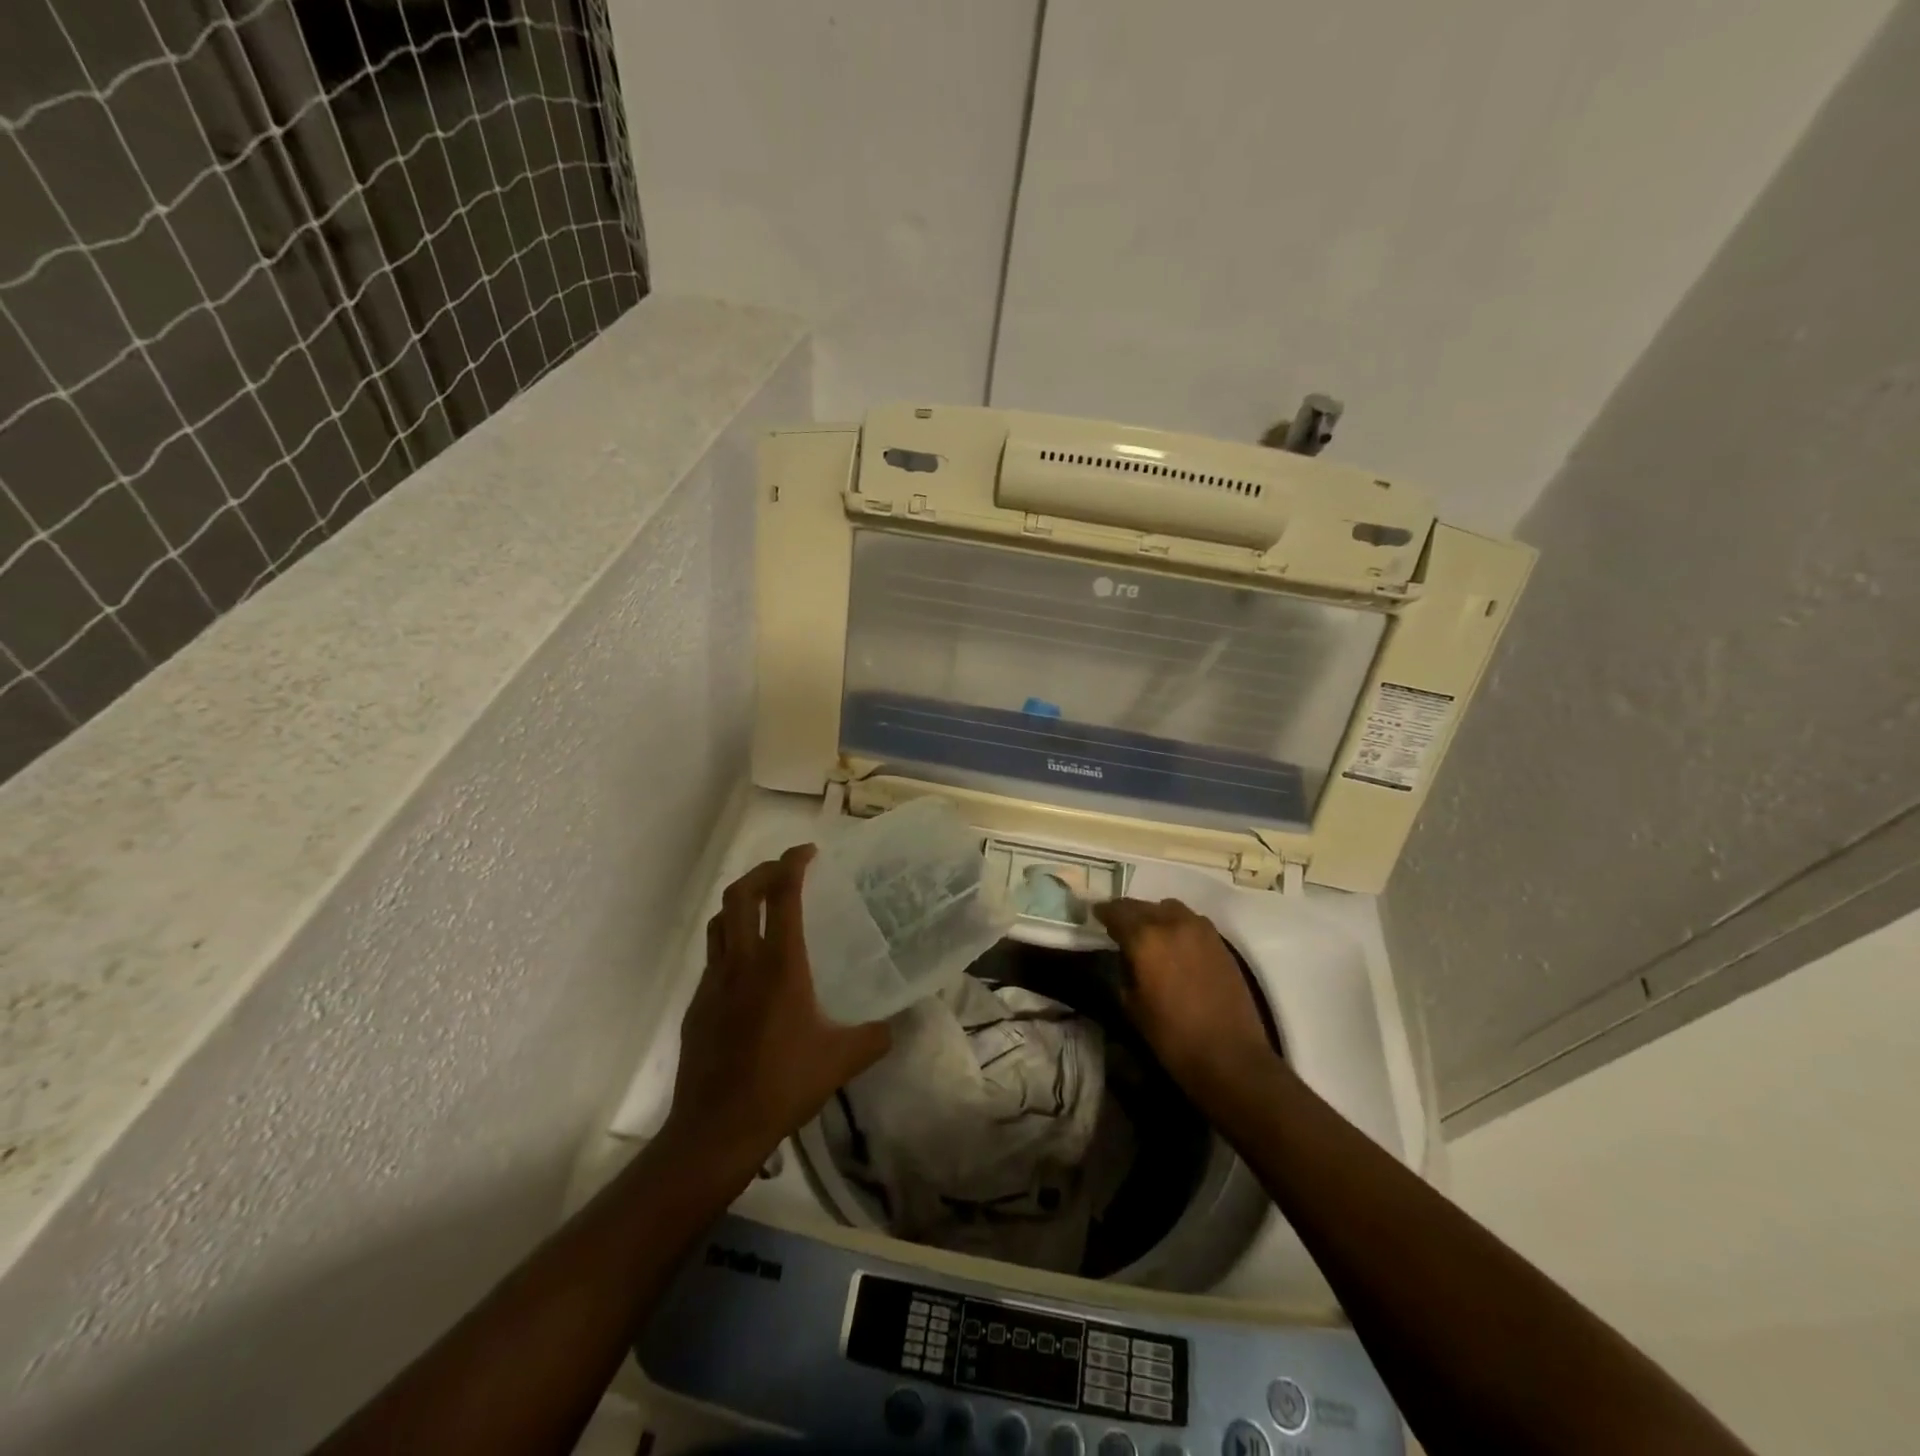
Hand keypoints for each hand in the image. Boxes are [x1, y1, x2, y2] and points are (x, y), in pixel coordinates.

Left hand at [663, 845, 890, 1170]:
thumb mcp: (841, 1060)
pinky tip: (749, 970)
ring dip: (740, 903)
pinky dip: (731, 942)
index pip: (782, 896)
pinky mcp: (697, 1005)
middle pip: (739, 895)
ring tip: (763, 908)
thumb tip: (895, 1025)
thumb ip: (875, 1036)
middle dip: (762, 872)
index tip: (808, 852)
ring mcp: (713, 982)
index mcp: (780, 965)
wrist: (716, 1129)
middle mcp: (742, 963)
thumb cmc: (783, 1085)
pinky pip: (712, 957)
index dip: (793, 864)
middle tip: (785, 872)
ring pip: (719, 922)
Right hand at [1093, 897, 1274, 1096]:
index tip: (1096, 917)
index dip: (1103, 913)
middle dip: (1127, 913)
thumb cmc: (1172, 1036)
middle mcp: (1172, 923)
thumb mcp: (1132, 1005)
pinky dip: (1176, 925)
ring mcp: (1200, 929)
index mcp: (1145, 938)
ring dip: (1154, 915)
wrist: (1229, 1055)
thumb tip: (1124, 955)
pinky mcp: (1219, 941)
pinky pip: (1190, 921)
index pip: (1116, 912)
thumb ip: (1123, 969)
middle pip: (1142, 906)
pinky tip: (1174, 944)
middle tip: (1118, 925)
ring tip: (1149, 933)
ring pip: (1169, 908)